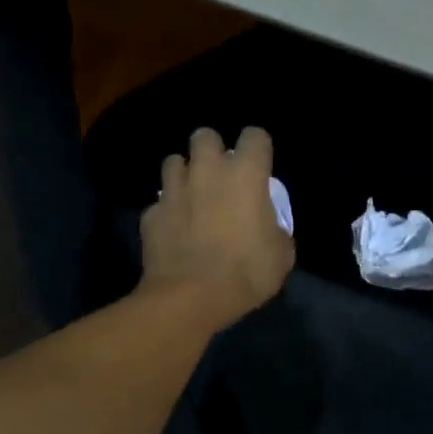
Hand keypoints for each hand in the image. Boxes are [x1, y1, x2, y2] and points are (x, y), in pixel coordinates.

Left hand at [139, 126, 294, 329]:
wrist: (190, 298)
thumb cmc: (246, 272)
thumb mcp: (281, 255)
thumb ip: (276, 230)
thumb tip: (268, 228)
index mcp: (246, 175)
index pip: (255, 136)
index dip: (258, 148)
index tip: (260, 166)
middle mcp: (207, 171)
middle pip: (205, 135)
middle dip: (212, 149)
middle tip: (220, 174)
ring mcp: (173, 190)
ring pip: (174, 161)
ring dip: (184, 174)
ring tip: (192, 195)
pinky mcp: (150, 213)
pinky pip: (159, 202)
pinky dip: (167, 211)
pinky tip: (174, 230)